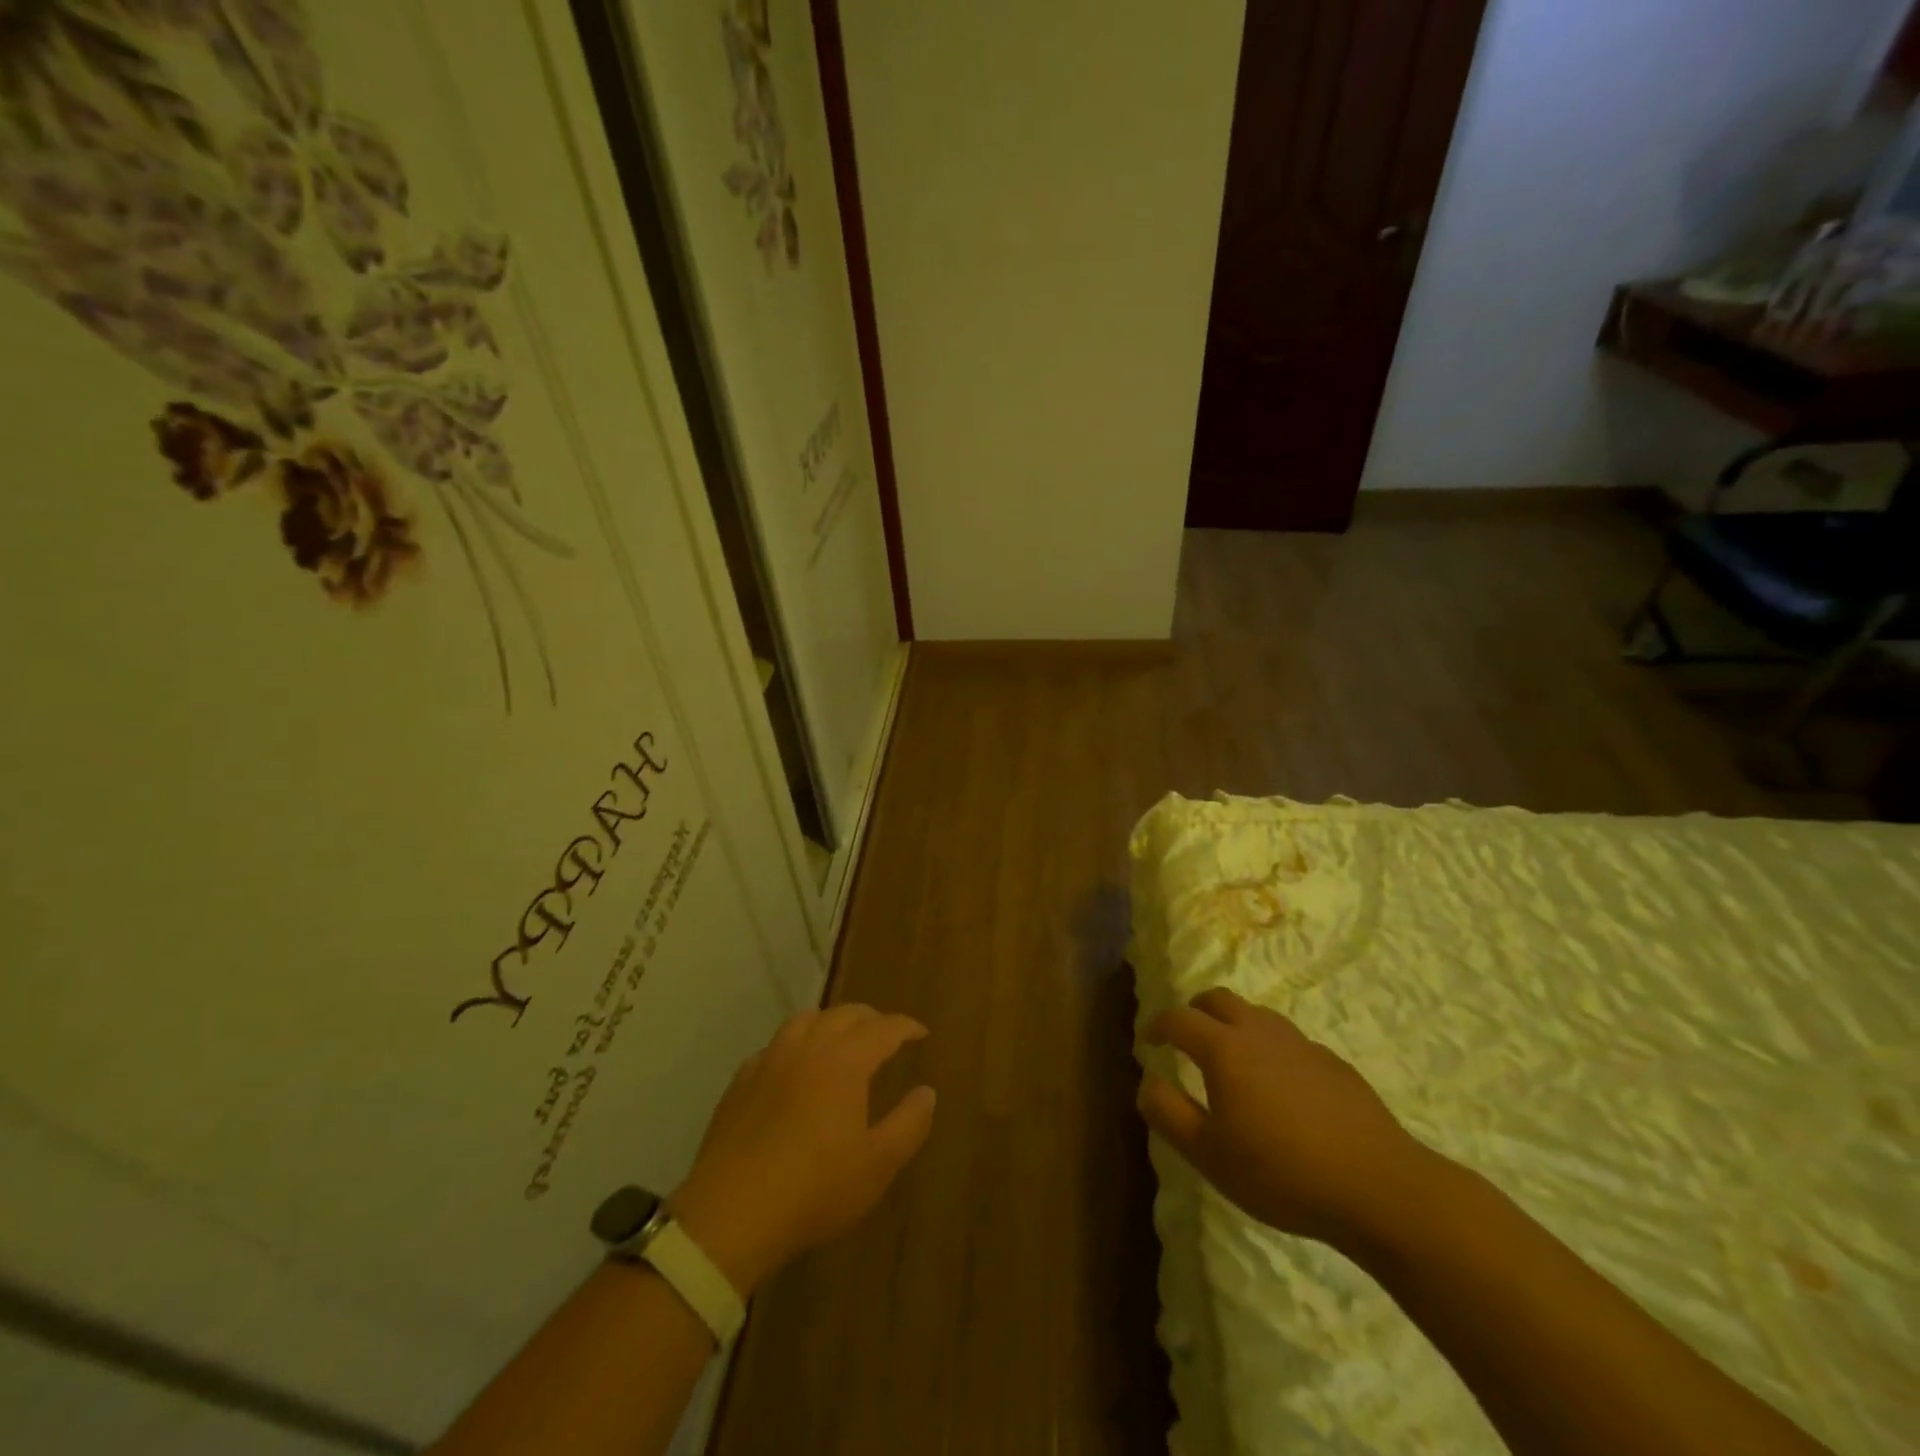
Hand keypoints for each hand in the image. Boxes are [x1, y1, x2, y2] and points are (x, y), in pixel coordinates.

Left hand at [670, 1005, 936, 1295]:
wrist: (731, 1214)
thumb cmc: (814, 1189)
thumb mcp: (877, 1165)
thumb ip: (909, 1123)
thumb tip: (927, 1091)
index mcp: (844, 1060)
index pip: (883, 1028)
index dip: (905, 1027)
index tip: (921, 1033)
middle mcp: (808, 1047)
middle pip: (844, 1014)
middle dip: (871, 1018)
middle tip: (886, 1034)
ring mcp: (769, 1060)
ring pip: (806, 1020)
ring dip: (831, 1022)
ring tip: (841, 1040)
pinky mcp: (741, 1081)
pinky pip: (775, 1045)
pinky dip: (796, 1044)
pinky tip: (795, 1067)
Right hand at [1138, 988, 1438, 1251]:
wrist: (1379, 1187)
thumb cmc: (1282, 1173)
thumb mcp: (1210, 1155)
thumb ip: (1169, 1114)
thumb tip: (1146, 1081)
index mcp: (1225, 1049)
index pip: (1179, 1019)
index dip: (1157, 1025)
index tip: (1147, 1040)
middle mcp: (1260, 1033)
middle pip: (1219, 999)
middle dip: (1195, 1010)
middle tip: (1186, 1037)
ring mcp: (1301, 1044)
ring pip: (1257, 1015)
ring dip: (1234, 1024)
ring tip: (1232, 1059)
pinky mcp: (1333, 1063)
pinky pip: (1289, 1041)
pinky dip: (1270, 1049)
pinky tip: (1280, 1088)